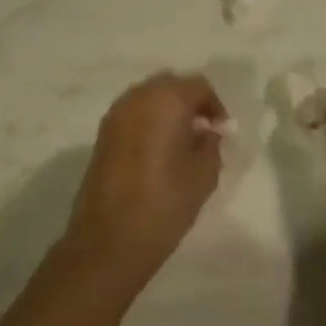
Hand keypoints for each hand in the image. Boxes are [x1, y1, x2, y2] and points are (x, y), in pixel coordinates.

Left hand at [66, 73, 227, 284]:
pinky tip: (158, 152)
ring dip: (167, 111)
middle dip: (190, 103)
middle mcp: (137, 98)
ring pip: (148, 98)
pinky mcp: (102, 136)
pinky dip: (149, 123)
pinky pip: (133, 115)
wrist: (109, 241)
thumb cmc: (165, 203)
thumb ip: (211, 144)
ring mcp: (115, 116)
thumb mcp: (204, 175)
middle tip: (204, 132)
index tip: (223, 132)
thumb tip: (208, 132)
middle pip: (170, 85)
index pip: (199, 86)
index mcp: (166, 101)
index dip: (215, 106)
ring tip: (181, 142)